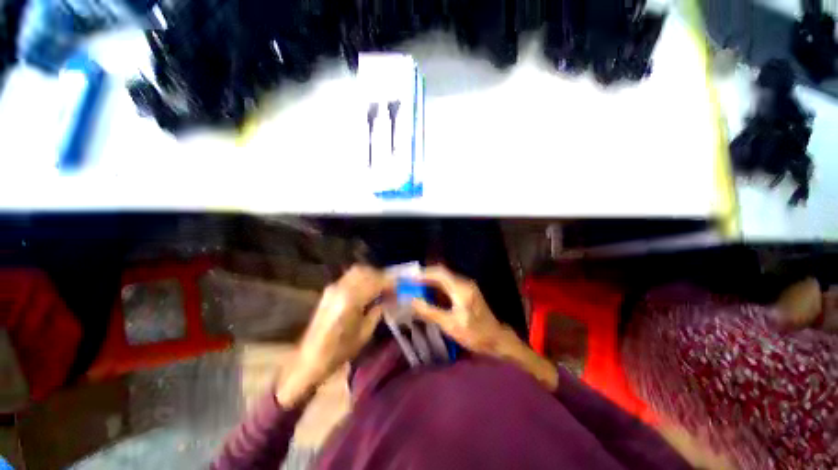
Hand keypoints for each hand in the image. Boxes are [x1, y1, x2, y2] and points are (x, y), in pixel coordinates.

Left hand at [277, 266, 392, 406]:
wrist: (309, 359)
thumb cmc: (340, 352)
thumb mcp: (365, 333)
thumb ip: (378, 311)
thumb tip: (390, 298)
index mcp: (350, 300)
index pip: (375, 282)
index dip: (390, 283)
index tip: (400, 287)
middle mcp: (341, 289)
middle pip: (366, 271)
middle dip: (381, 276)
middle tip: (391, 287)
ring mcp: (333, 287)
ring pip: (357, 271)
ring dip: (371, 275)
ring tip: (380, 287)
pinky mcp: (329, 290)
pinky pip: (350, 277)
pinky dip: (362, 278)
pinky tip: (368, 289)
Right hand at [410, 266, 507, 355]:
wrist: (497, 339)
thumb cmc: (474, 334)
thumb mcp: (450, 325)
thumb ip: (430, 311)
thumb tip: (412, 300)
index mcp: (461, 289)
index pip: (439, 273)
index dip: (423, 274)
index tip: (409, 278)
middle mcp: (464, 283)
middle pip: (441, 273)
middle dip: (425, 276)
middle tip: (410, 282)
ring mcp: (466, 286)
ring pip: (444, 278)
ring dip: (430, 281)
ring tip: (416, 287)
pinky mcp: (466, 291)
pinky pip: (448, 284)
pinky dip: (436, 287)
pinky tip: (429, 295)